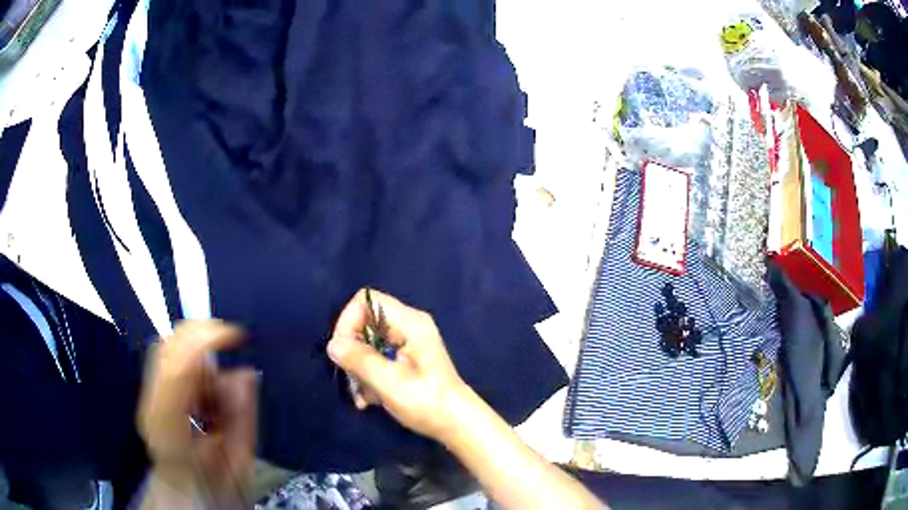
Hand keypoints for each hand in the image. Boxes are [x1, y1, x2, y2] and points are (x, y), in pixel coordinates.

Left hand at [138, 321, 256, 505]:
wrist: (187, 497)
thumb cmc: (215, 489)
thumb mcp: (238, 463)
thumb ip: (241, 419)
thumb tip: (244, 373)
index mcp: (168, 429)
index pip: (177, 370)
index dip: (204, 342)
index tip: (237, 335)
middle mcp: (151, 405)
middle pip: (166, 346)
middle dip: (201, 335)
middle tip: (232, 348)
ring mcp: (148, 396)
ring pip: (169, 347)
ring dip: (200, 357)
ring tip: (217, 397)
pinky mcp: (153, 391)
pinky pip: (172, 357)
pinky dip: (195, 365)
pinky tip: (206, 397)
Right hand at [327, 289, 470, 441]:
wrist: (456, 424)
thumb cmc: (427, 402)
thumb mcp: (389, 382)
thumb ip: (359, 360)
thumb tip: (333, 344)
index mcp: (410, 323)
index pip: (366, 300)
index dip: (348, 321)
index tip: (342, 351)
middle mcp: (408, 326)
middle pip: (364, 322)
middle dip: (352, 351)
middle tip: (351, 378)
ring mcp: (407, 343)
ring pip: (367, 343)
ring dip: (358, 370)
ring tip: (362, 397)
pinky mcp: (405, 360)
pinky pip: (376, 358)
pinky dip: (368, 377)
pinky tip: (370, 400)